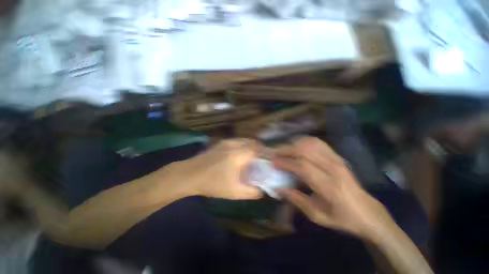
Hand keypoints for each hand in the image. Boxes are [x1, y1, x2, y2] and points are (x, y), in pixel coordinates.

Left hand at [179, 139, 262, 199]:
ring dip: (251, 146)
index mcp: (239, 154)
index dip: (267, 153)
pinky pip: (237, 141)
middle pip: (252, 142)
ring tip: (253, 156)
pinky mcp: (220, 143)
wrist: (189, 174)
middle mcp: (234, 144)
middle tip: (263, 158)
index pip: (258, 149)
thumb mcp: (234, 192)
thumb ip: (251, 192)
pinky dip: (243, 145)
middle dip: (260, 149)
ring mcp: (226, 142)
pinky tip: (241, 154)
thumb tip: (262, 191)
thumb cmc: (212, 183)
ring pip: (244, 140)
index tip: (272, 158)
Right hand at [274, 137, 393, 239]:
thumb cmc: (342, 217)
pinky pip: (317, 143)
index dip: (286, 162)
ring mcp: (337, 159)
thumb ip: (296, 200)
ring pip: (310, 143)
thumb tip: (278, 188)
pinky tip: (297, 147)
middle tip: (275, 155)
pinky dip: (304, 142)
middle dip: (286, 150)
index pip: (303, 167)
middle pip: (305, 151)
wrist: (367, 212)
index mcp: (330, 186)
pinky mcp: (337, 156)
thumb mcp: (317, 216)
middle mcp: (334, 168)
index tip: (273, 162)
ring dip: (294, 144)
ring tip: (284, 151)